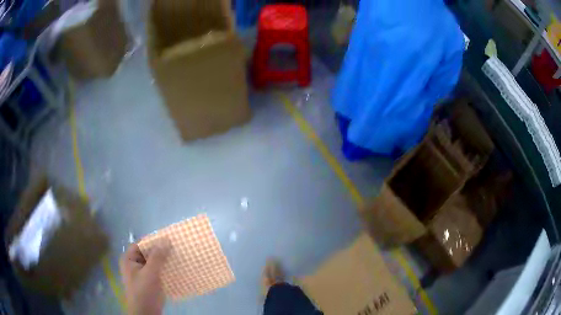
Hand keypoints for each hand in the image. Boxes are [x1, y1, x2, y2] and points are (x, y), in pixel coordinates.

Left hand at [120, 241, 170, 314]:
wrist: (146, 312)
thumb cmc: (144, 291)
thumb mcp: (150, 273)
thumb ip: (157, 257)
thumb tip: (166, 240)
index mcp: (129, 259)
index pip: (141, 244)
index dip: (153, 241)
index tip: (168, 239)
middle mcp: (134, 264)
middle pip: (148, 253)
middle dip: (160, 251)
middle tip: (176, 247)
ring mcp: (142, 273)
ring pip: (154, 262)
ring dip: (164, 260)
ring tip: (178, 256)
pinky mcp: (150, 281)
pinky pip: (158, 271)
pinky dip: (165, 269)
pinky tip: (176, 268)